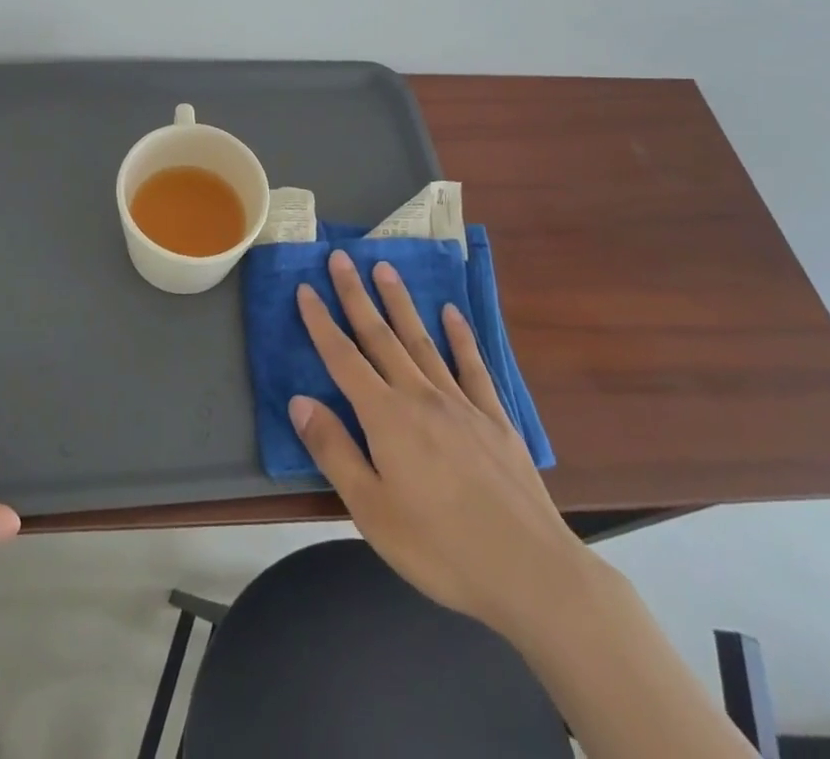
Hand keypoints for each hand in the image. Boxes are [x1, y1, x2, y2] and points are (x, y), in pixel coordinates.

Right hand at [288, 250, 589, 641]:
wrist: (531, 572)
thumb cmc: (440, 548)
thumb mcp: (371, 511)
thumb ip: (334, 451)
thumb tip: (299, 400)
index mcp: (386, 417)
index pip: (343, 358)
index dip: (321, 322)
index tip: (305, 288)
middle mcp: (420, 396)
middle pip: (380, 336)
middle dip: (357, 295)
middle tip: (341, 258)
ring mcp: (461, 403)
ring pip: (422, 340)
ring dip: (400, 302)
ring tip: (385, 268)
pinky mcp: (494, 417)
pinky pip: (472, 365)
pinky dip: (460, 336)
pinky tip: (451, 313)